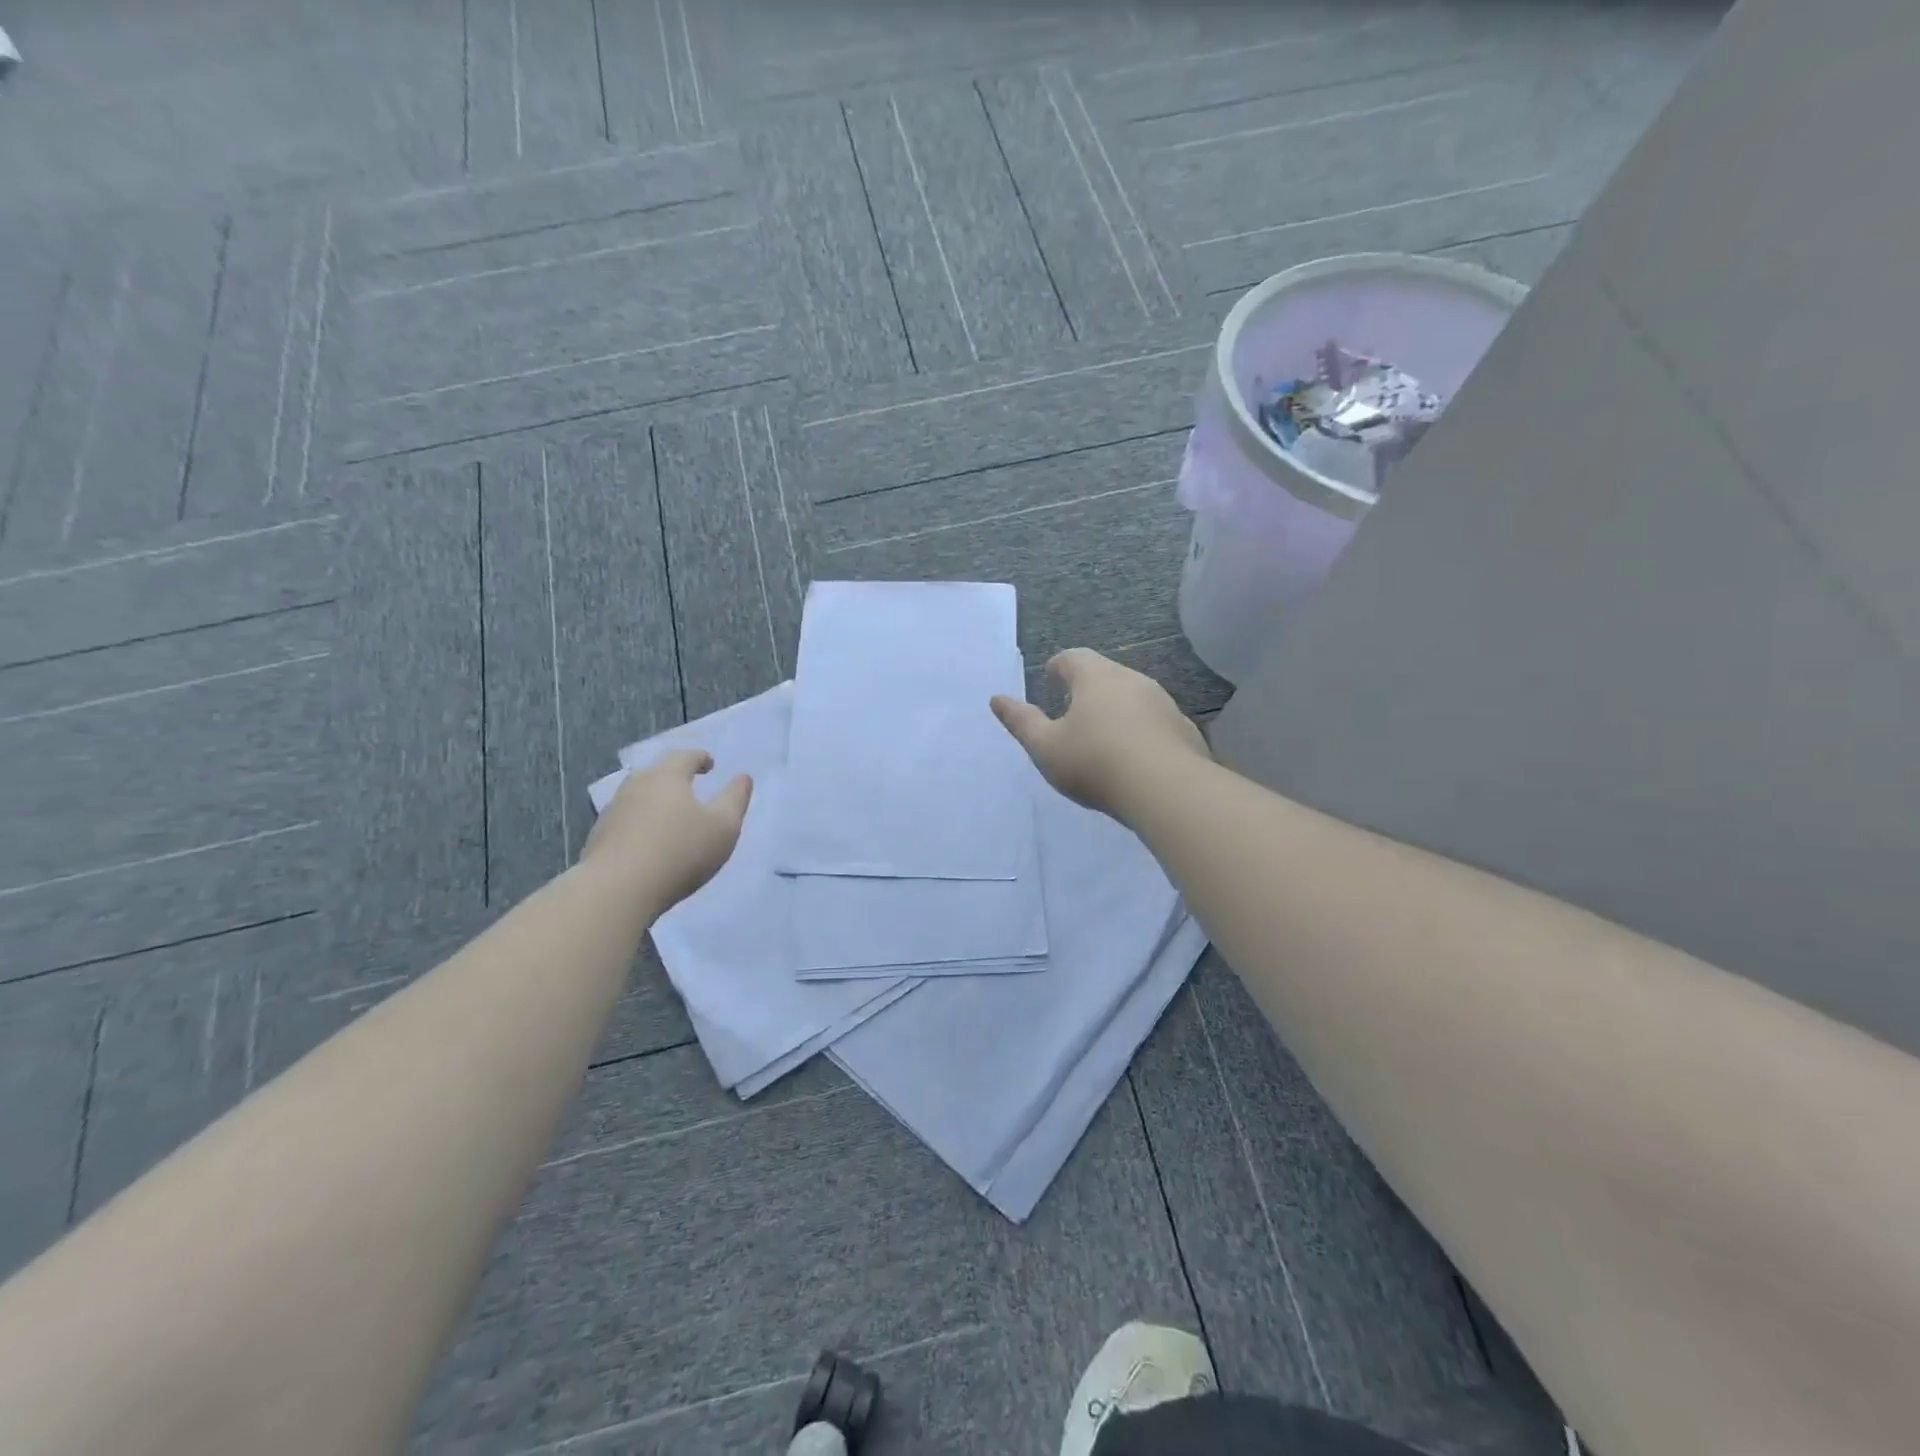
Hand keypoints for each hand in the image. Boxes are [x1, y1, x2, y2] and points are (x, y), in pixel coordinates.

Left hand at [579, 750, 752, 909]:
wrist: (616, 890)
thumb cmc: (680, 851)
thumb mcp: (724, 826)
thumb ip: (736, 799)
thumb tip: (743, 778)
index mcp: (666, 777)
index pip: (684, 756)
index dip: (700, 758)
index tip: (710, 764)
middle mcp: (636, 786)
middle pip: (657, 774)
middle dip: (674, 778)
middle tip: (690, 788)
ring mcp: (612, 812)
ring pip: (638, 798)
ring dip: (655, 803)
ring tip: (670, 818)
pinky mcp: (598, 838)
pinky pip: (625, 823)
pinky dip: (640, 826)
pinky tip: (648, 844)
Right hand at [990, 649, 1209, 821]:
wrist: (1167, 790)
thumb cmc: (1095, 762)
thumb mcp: (1045, 747)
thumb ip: (1021, 722)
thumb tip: (997, 699)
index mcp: (1096, 677)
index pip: (1073, 657)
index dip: (1058, 667)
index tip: (1050, 680)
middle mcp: (1132, 680)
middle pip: (1105, 674)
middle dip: (1087, 688)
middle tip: (1072, 712)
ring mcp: (1163, 703)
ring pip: (1133, 697)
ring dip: (1116, 709)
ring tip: (1103, 737)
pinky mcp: (1183, 729)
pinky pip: (1155, 722)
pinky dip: (1141, 731)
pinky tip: (1135, 758)